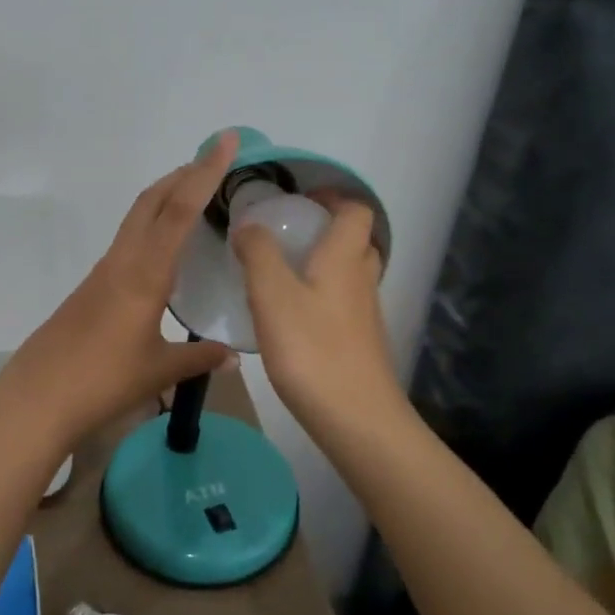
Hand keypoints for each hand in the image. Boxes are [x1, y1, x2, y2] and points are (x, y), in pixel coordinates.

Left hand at [0, 133, 238, 447]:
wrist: (38, 397)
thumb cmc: (103, 380)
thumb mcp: (158, 370)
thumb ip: (198, 359)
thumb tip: (233, 356)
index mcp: (145, 273)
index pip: (181, 210)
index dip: (206, 172)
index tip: (226, 141)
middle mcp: (122, 261)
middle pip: (152, 201)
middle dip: (183, 174)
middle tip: (214, 161)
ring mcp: (102, 272)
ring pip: (137, 218)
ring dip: (165, 198)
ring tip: (195, 196)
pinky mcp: (91, 287)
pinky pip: (128, 242)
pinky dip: (151, 227)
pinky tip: (164, 250)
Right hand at [231, 195, 406, 441]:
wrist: (356, 418)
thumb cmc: (311, 349)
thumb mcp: (272, 295)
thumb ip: (258, 254)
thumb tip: (249, 225)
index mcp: (344, 258)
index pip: (356, 210)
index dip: (333, 197)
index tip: (299, 200)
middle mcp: (361, 279)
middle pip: (356, 240)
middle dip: (326, 229)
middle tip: (287, 234)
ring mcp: (365, 314)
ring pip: (350, 274)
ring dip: (323, 263)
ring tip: (281, 272)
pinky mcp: (360, 343)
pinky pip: (343, 303)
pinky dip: (321, 296)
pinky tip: (290, 316)